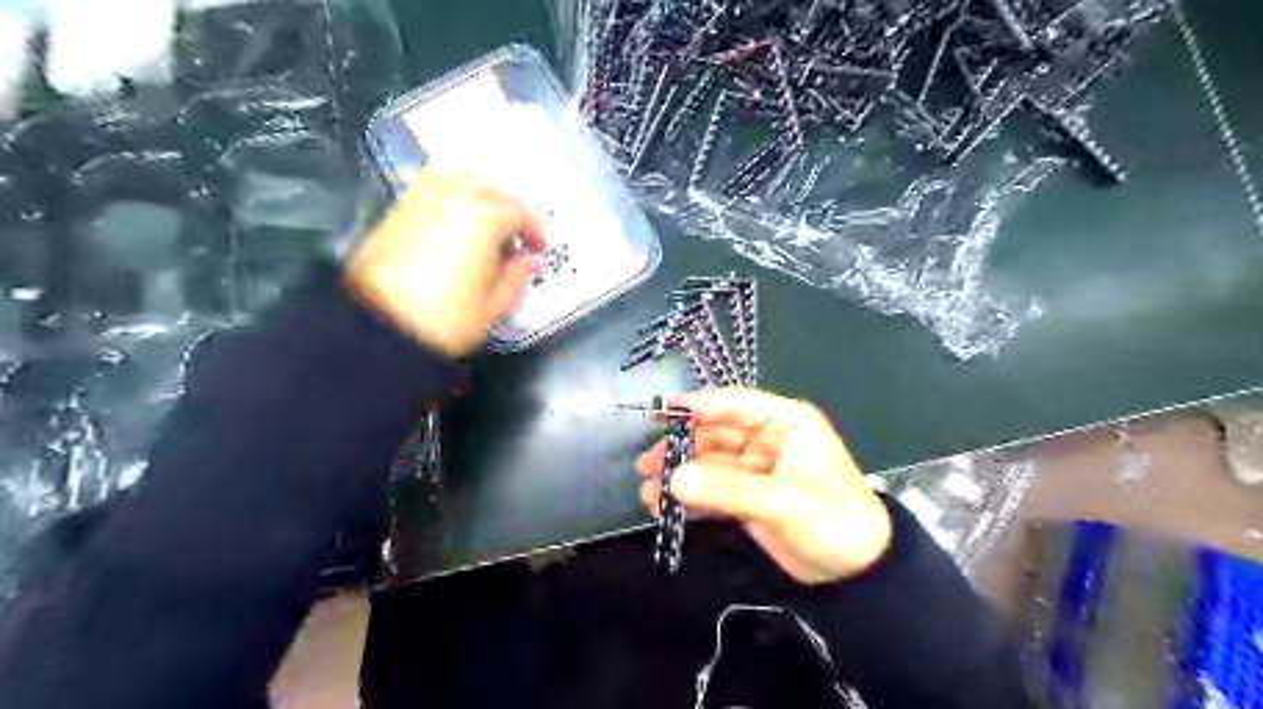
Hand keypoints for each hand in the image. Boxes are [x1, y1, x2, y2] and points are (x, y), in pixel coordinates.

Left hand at [345, 169, 544, 355]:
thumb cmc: (442, 320)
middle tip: (513, 245)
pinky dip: (451, 209)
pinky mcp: (397, 210)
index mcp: (484, 217)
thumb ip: (518, 277)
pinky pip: (435, 196)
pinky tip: (454, 237)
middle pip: (492, 193)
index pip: (521, 212)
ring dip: (479, 207)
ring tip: (483, 239)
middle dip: (508, 216)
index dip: (535, 233)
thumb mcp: (493, 306)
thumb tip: (531, 261)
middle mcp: (453, 196)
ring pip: (462, 187)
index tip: (536, 250)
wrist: (378, 326)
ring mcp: (420, 198)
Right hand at [637, 392, 891, 583]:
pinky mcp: (747, 495)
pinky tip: (664, 507)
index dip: (696, 406)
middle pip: (714, 434)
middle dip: (679, 448)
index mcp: (784, 422)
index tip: (658, 413)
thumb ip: (728, 489)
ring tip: (647, 492)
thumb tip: (673, 479)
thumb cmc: (833, 520)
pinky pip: (713, 489)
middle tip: (645, 464)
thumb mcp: (782, 501)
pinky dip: (690, 497)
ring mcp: (754, 468)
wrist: (857, 571)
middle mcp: (765, 438)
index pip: (733, 404)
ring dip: (679, 475)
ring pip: (708, 463)